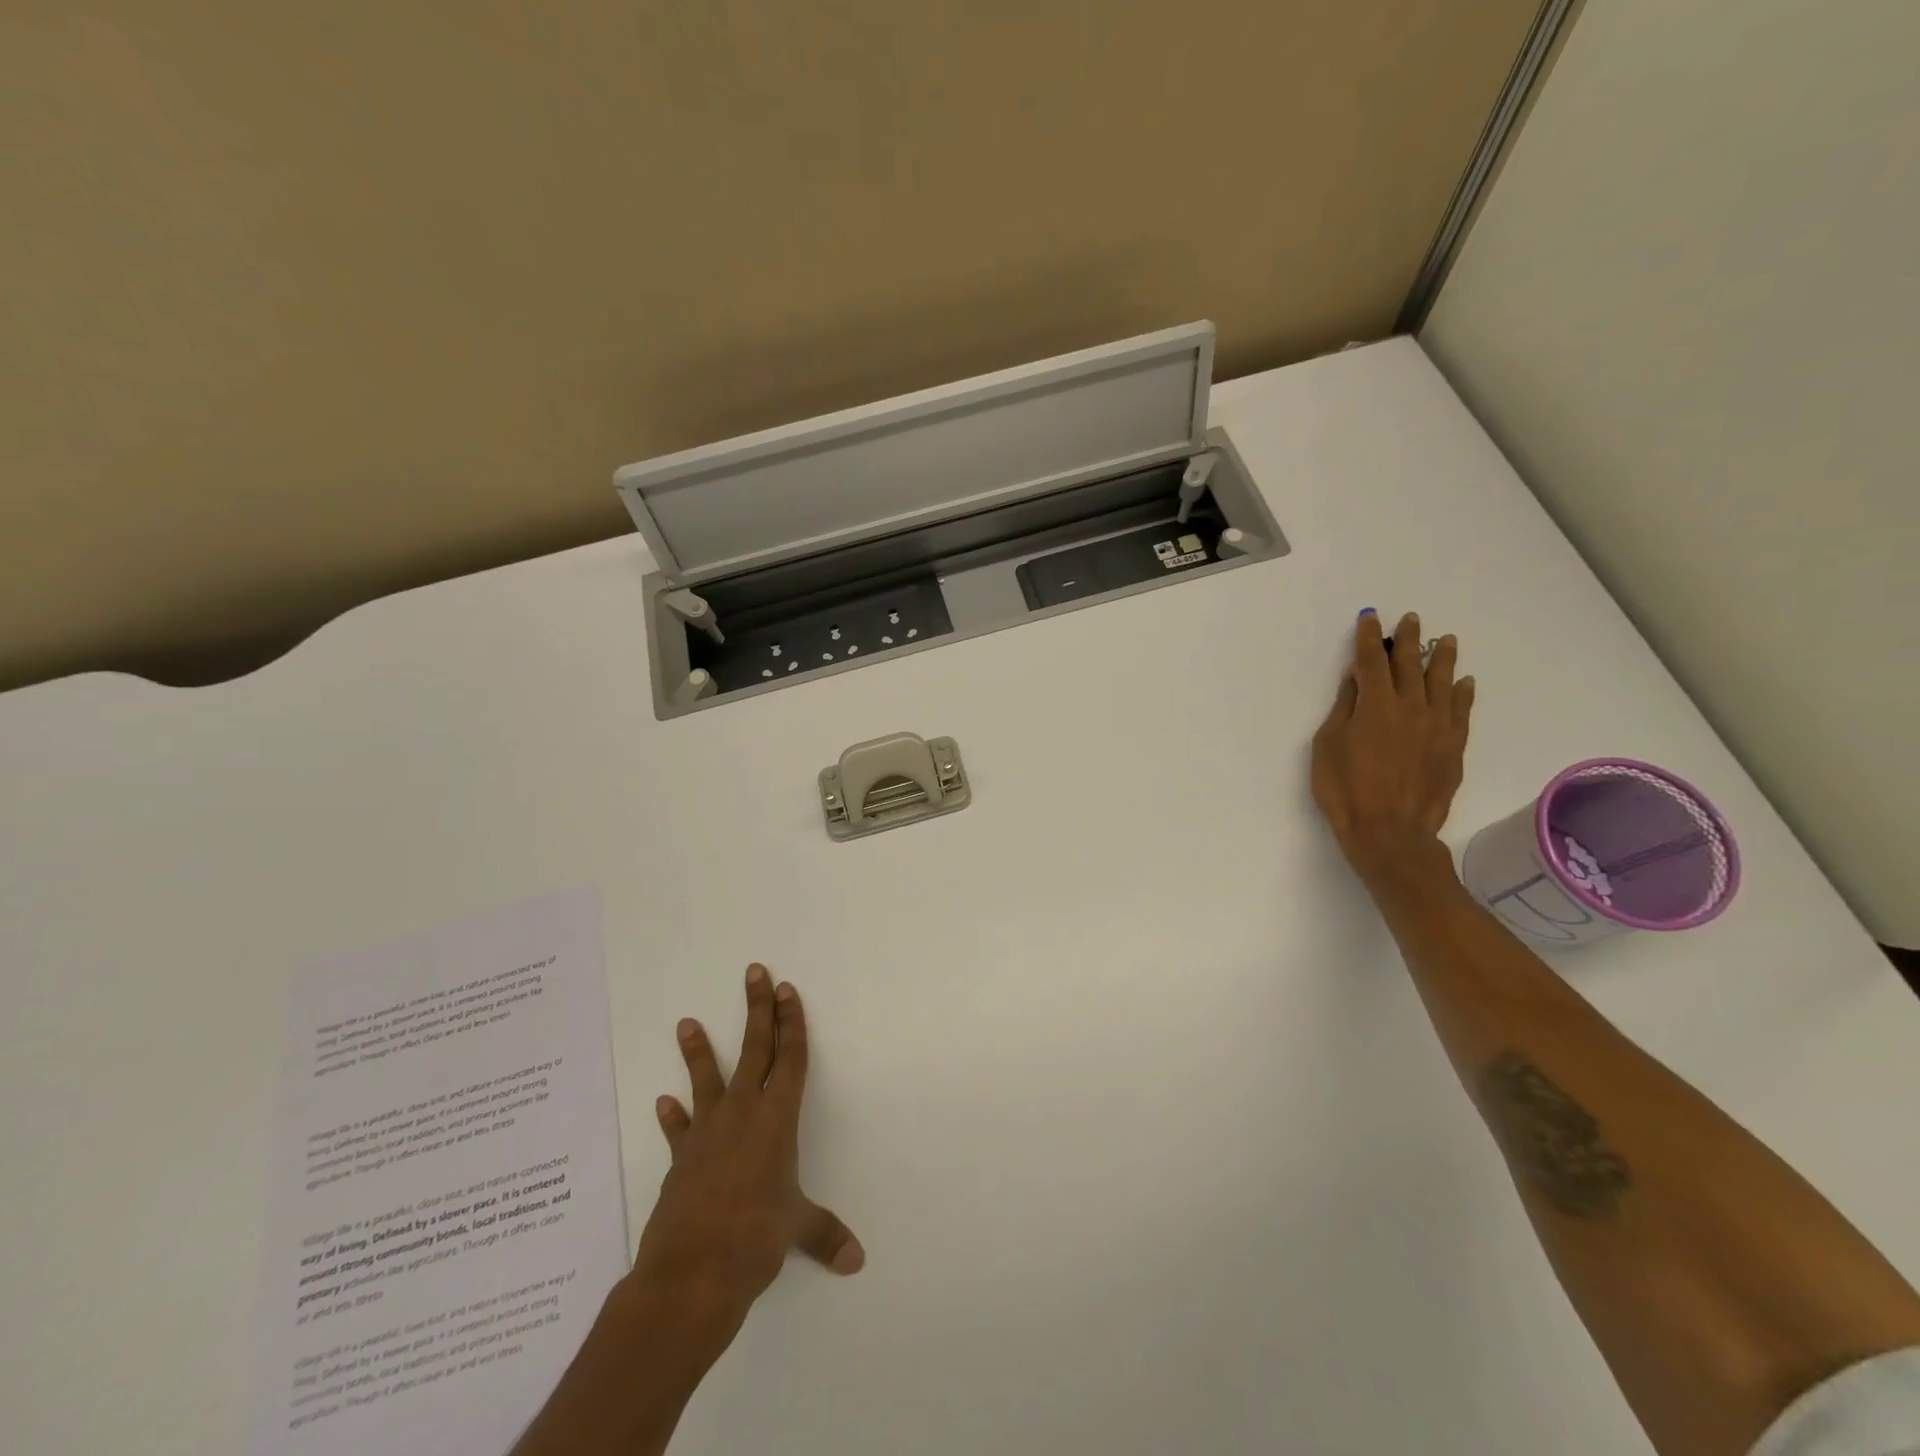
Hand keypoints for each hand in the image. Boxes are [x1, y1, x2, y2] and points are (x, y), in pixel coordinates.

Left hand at [627, 964, 862, 1355]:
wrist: (690, 1273)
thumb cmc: (755, 1238)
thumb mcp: (796, 1228)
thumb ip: (825, 1234)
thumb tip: (856, 1261)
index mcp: (776, 1119)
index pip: (789, 1058)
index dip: (791, 1022)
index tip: (786, 990)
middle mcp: (742, 1113)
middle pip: (754, 1049)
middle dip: (758, 1009)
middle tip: (755, 972)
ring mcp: (707, 1133)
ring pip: (707, 1080)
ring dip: (698, 1051)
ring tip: (686, 1023)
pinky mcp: (681, 1159)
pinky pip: (680, 1130)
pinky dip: (674, 1117)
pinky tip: (665, 1102)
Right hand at [1311, 610, 1474, 883]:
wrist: (1389, 831)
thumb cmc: (1345, 789)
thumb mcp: (1328, 746)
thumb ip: (1344, 709)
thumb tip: (1356, 679)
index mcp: (1375, 705)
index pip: (1371, 661)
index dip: (1369, 637)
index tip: (1370, 617)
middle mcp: (1410, 707)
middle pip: (1410, 665)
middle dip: (1407, 639)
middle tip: (1411, 619)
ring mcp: (1437, 726)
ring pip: (1442, 682)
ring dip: (1441, 658)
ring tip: (1444, 639)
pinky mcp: (1453, 746)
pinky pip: (1461, 710)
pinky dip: (1462, 692)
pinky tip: (1464, 681)